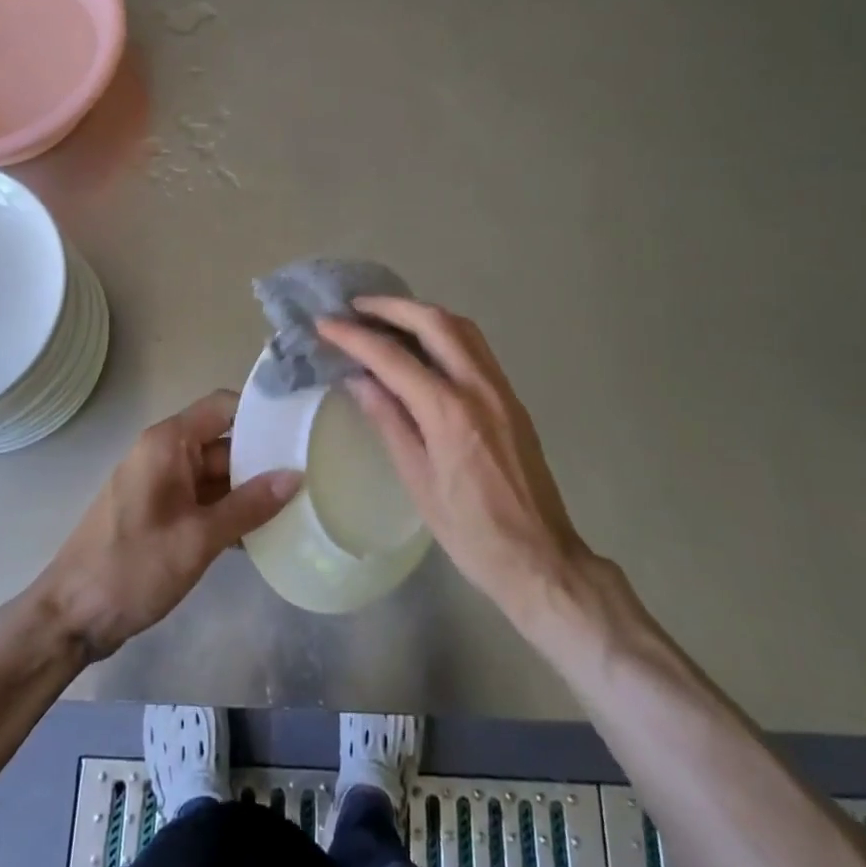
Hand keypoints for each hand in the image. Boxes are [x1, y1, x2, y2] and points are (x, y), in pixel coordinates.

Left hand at [38, 391, 301, 660]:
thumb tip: (295, 475)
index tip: (300, 429)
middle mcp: (165, 453)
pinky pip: (203, 499)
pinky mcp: (160, 511)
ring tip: (297, 504)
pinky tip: (262, 535)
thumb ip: (249, 506)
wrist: (71, 617)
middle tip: (310, 474)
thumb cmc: (132, 568)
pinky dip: (228, 511)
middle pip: (224, 442)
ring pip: (216, 474)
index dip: (261, 413)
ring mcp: (161, 483)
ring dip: (249, 491)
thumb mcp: (197, 539)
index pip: (224, 407)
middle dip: (262, 459)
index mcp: (168, 443)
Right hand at [317, 299, 591, 618]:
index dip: (354, 337)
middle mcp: (478, 386)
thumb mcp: (418, 482)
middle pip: (434, 322)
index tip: (325, 323)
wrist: (541, 559)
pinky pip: (475, 346)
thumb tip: (359, 379)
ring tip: (386, 317)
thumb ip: (389, 421)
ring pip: (461, 327)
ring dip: (421, 313)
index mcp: (449, 411)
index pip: (392, 358)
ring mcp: (500, 388)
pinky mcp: (511, 397)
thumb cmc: (470, 532)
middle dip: (391, 307)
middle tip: (355, 307)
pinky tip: (423, 345)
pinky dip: (444, 331)